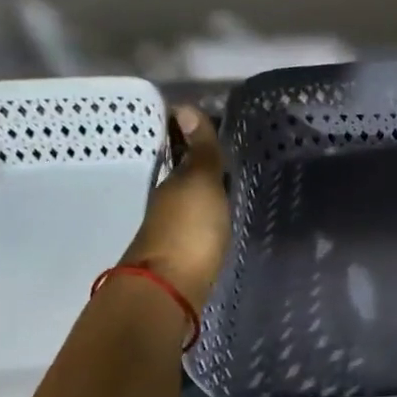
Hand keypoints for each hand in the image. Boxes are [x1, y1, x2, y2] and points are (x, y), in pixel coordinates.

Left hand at [121, 106, 229, 306]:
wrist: (169, 290)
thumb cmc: (189, 230)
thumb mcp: (201, 183)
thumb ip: (200, 151)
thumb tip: (183, 106)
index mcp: (172, 183)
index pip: (185, 154)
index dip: (197, 142)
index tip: (215, 131)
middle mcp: (167, 205)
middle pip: (185, 182)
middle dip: (202, 172)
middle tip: (228, 162)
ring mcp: (172, 234)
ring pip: (189, 206)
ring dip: (203, 199)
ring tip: (229, 193)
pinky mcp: (181, 260)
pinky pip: (195, 230)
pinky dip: (204, 222)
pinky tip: (219, 225)